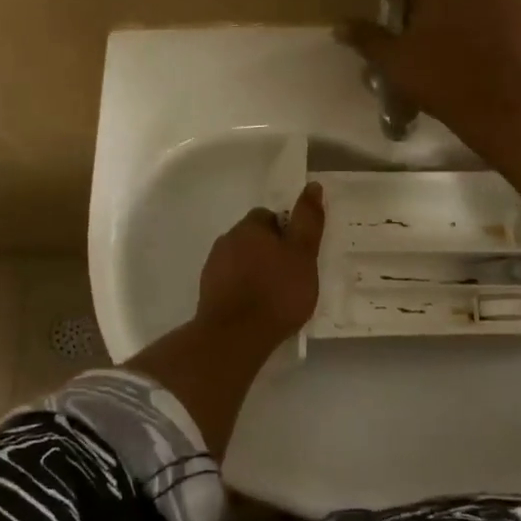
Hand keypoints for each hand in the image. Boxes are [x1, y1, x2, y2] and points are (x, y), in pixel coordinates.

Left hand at [196, 182, 325, 346]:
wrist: (235, 335)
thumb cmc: (276, 291)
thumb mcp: (303, 254)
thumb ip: (308, 220)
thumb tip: (312, 186)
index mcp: (249, 227)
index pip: (269, 217)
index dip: (286, 233)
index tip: (299, 254)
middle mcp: (226, 240)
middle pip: (253, 238)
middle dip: (270, 252)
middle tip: (291, 275)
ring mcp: (213, 267)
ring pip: (241, 260)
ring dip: (256, 271)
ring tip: (275, 296)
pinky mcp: (207, 292)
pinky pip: (231, 282)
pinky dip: (244, 289)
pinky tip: (257, 308)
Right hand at [338, 0, 520, 136]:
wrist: (509, 104)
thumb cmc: (442, 77)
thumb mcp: (394, 62)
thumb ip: (367, 38)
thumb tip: (338, 26)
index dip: (404, 5)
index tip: (403, 35)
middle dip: (436, 9)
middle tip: (427, 47)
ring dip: (465, 18)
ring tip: (456, 55)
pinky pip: (503, 15)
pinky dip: (491, 30)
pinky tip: (483, 60)